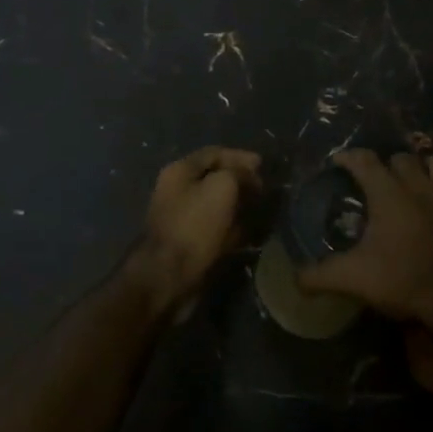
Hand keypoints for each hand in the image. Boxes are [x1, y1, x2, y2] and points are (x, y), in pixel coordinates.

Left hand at [128, 146, 261, 312]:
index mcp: (180, 171)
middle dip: (242, 182)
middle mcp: (178, 191)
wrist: (168, 277)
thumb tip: (248, 176)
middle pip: (215, 179)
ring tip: (262, 211)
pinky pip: (216, 229)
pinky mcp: (190, 244)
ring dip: (240, 206)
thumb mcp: (222, 187)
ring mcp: (183, 218)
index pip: (214, 154)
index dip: (240, 157)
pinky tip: (251, 233)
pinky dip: (233, 229)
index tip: (263, 166)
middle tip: (264, 190)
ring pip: (218, 205)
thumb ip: (238, 173)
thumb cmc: (195, 225)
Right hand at [298, 150, 432, 329]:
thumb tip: (295, 277)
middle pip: (399, 158)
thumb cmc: (403, 281)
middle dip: (384, 165)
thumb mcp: (354, 280)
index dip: (348, 157)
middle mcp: (418, 185)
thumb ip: (320, 275)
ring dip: (419, 168)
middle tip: (374, 183)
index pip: (364, 159)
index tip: (337, 163)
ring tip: (409, 183)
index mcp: (388, 194)